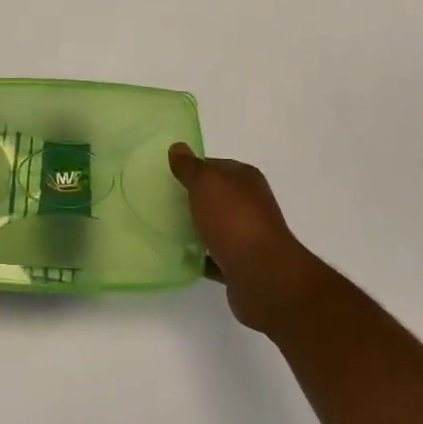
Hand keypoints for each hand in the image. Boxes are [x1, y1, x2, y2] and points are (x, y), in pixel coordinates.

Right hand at [169, 144, 317, 334]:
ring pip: (214, 226)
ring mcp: (247, 236)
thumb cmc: (234, 221)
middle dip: (189, 199)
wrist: (263, 276)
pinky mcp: (240, 265)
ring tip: (162, 229)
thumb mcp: (207, 183)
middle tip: (159, 203)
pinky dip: (198, 257)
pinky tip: (177, 257)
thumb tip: (178, 147)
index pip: (214, 166)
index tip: (165, 177)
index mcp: (245, 180)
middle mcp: (250, 204)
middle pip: (214, 196)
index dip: (191, 169)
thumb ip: (190, 167)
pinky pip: (213, 257)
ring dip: (193, 228)